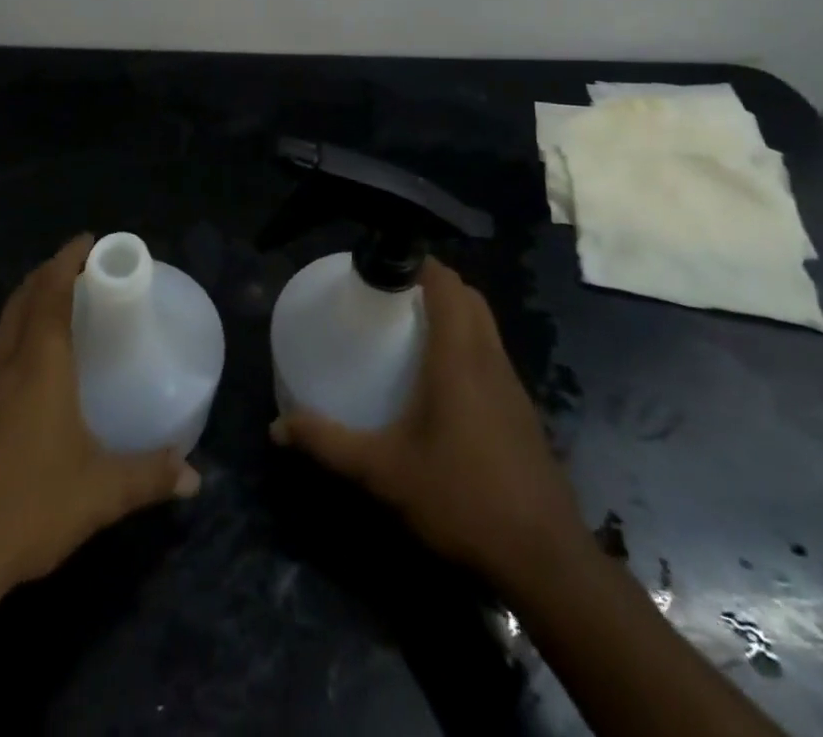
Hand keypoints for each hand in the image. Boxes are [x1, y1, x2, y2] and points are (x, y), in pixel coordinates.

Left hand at [0, 234, 201, 609]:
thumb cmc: (28, 507)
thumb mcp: (100, 493)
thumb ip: (150, 477)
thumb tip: (195, 478)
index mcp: (39, 364)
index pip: (51, 292)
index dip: (68, 259)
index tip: (89, 240)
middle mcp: (5, 365)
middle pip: (23, 298)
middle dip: (49, 272)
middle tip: (80, 267)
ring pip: (4, 325)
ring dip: (30, 302)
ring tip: (60, 307)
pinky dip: (17, 336)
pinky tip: (32, 369)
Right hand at [271, 257, 583, 586]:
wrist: (544, 560)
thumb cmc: (461, 498)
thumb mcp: (384, 472)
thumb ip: (330, 444)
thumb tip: (278, 427)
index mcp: (459, 356)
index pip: (447, 283)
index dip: (418, 263)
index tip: (384, 266)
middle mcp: (489, 358)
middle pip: (469, 296)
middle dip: (434, 283)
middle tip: (392, 295)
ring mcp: (512, 385)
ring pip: (485, 324)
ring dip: (455, 312)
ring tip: (412, 329)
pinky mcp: (522, 411)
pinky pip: (493, 354)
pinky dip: (468, 344)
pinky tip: (443, 382)